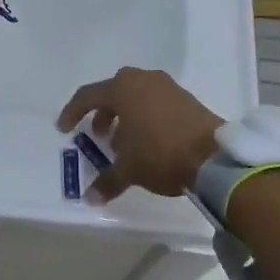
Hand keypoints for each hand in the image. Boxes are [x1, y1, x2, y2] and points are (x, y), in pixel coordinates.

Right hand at [57, 68, 222, 203]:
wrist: (214, 157)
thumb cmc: (161, 155)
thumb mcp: (129, 170)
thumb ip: (107, 181)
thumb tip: (90, 198)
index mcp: (122, 89)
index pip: (87, 96)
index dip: (72, 112)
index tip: (64, 129)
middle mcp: (143, 80)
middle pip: (113, 92)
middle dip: (102, 113)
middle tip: (99, 135)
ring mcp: (167, 87)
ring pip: (136, 95)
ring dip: (125, 115)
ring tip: (124, 143)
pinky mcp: (186, 98)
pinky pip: (155, 101)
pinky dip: (145, 116)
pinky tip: (148, 141)